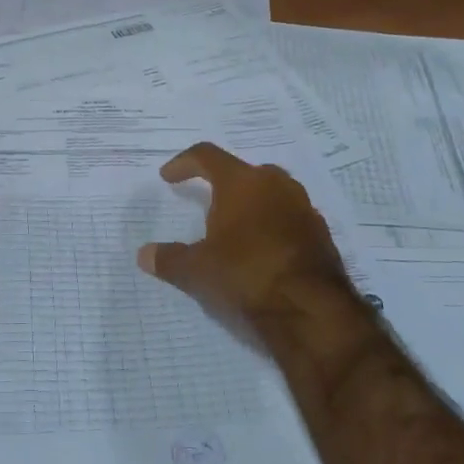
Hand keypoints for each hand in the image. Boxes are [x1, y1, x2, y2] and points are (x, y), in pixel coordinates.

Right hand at [137, 143, 368, 393]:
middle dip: (223, 184)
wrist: (311, 308)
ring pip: (271, 194)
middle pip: (243, 172)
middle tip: (207, 202)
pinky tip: (261, 251)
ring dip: (251, 205)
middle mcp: (275, 184)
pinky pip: (289, 218)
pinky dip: (271, 226)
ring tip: (234, 228)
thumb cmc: (246, 274)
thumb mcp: (198, 270)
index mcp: (241, 182)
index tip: (168, 177)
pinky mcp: (321, 232)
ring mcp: (303, 207)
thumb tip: (143, 255)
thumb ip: (170, 259)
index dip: (184, 163)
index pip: (207, 156)